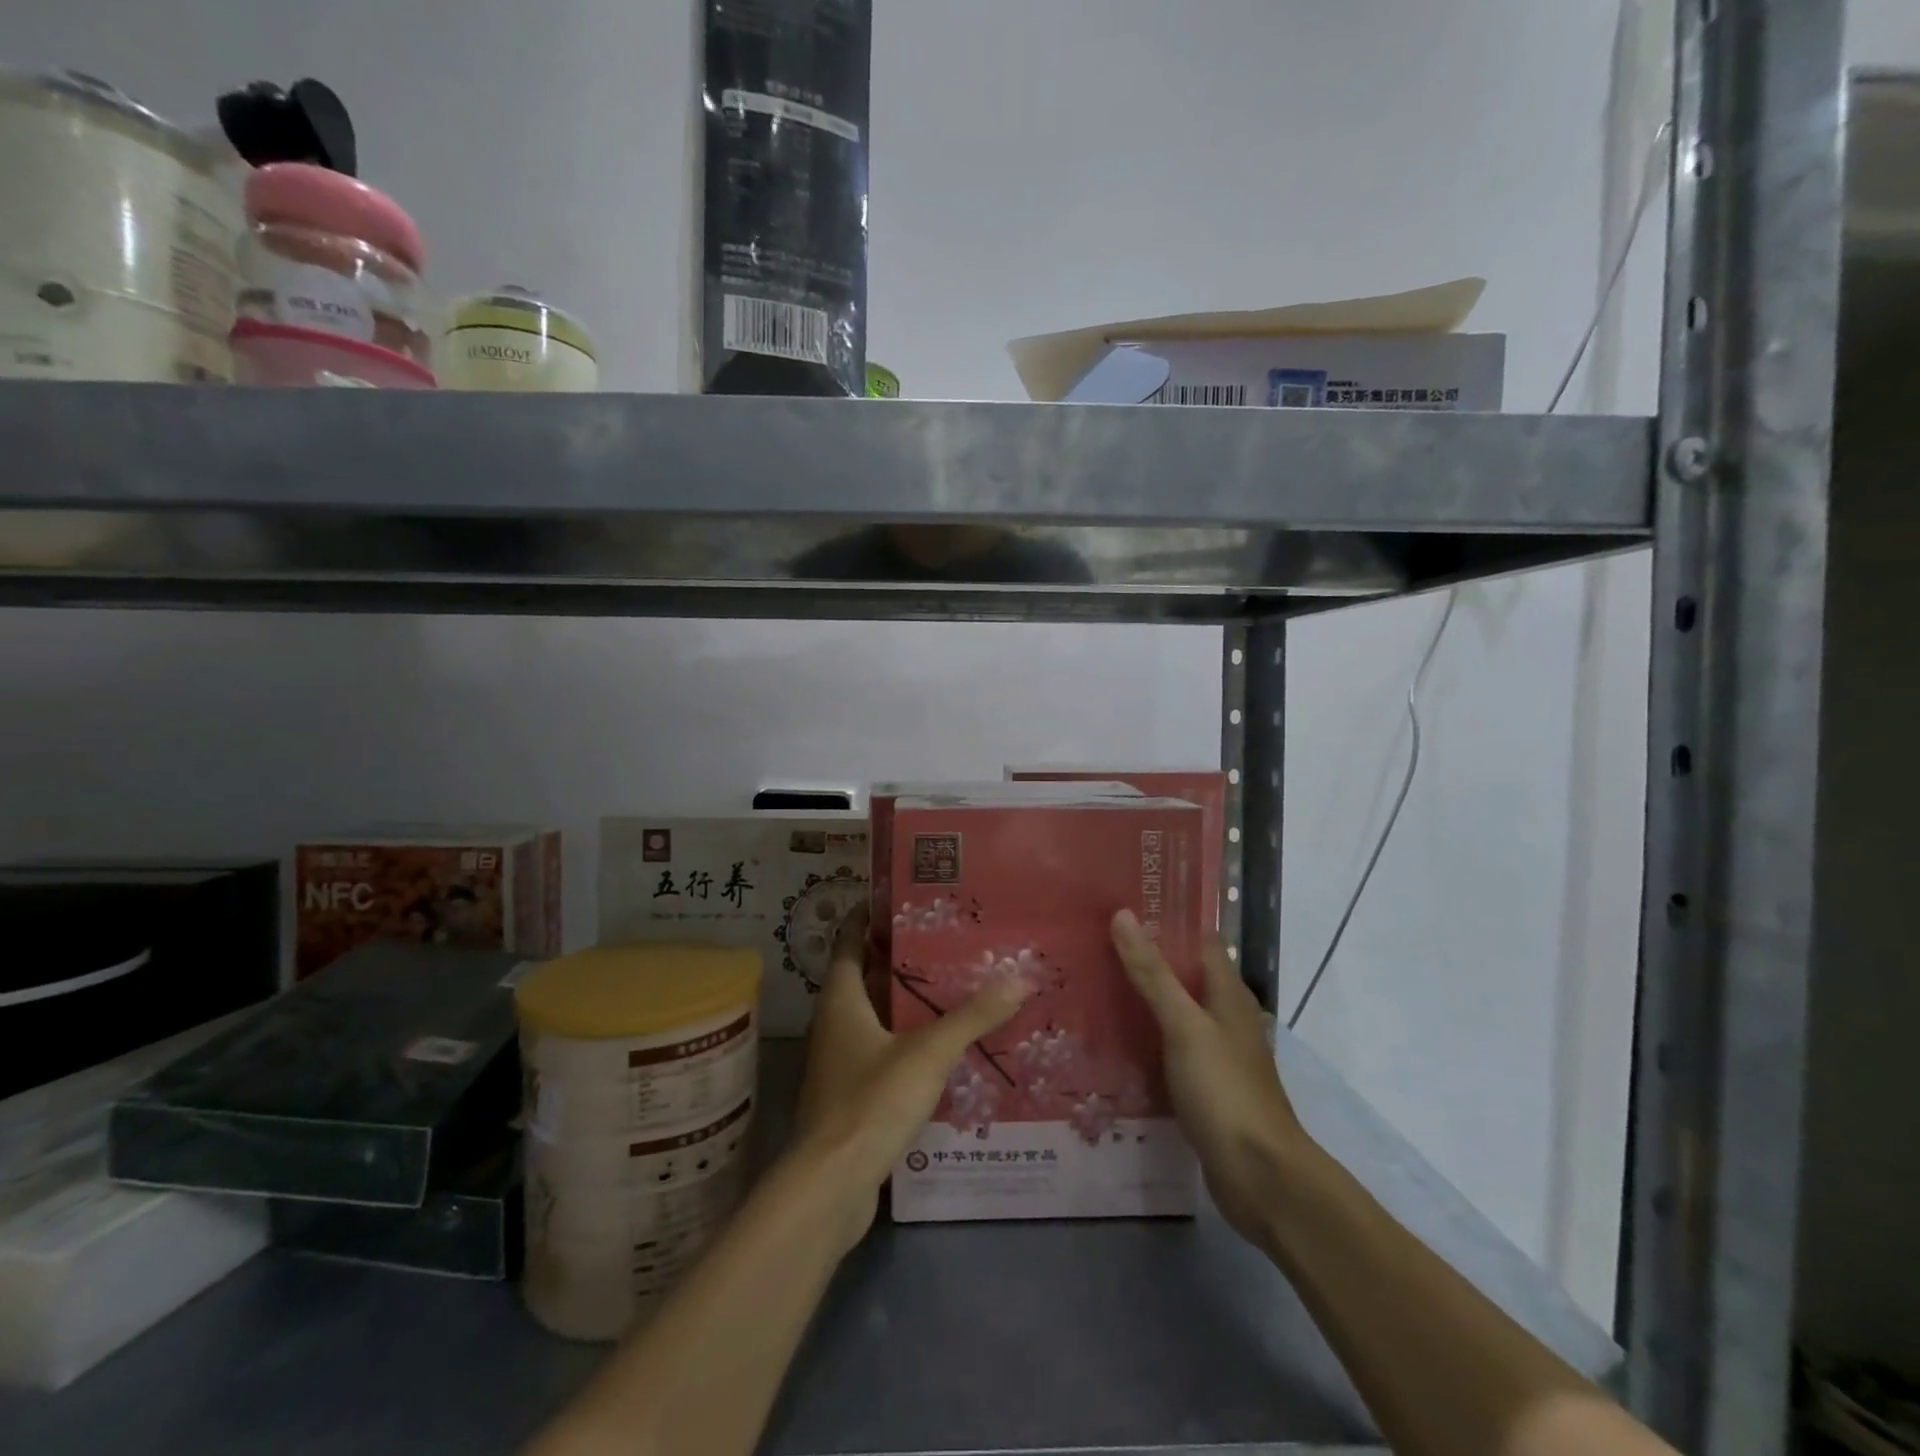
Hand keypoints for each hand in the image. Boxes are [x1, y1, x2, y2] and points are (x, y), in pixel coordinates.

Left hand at [792, 905, 1031, 1250]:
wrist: (831, 1186)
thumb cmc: (871, 1102)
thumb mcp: (928, 1053)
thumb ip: (972, 1016)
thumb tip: (1019, 977)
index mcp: (841, 999)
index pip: (850, 940)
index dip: (871, 916)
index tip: (906, 898)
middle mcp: (834, 1023)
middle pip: (865, 975)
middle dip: (901, 957)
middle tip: (946, 939)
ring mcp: (839, 1060)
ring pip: (874, 1015)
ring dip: (906, 1000)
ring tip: (952, 985)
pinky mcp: (850, 1093)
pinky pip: (880, 1049)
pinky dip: (906, 1038)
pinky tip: (942, 1044)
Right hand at [1110, 909, 1311, 1250]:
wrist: (1260, 1176)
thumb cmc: (1224, 1090)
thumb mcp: (1184, 1026)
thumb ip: (1153, 973)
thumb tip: (1123, 914)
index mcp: (1228, 993)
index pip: (1198, 940)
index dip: (1164, 920)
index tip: (1120, 906)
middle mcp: (1224, 1016)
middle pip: (1182, 975)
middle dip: (1143, 959)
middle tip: (1092, 943)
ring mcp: (1214, 1053)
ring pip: (1173, 1012)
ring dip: (1140, 999)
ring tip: (1091, 983)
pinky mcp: (1203, 1086)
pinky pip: (1168, 1048)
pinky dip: (1143, 1038)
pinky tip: (1110, 1039)